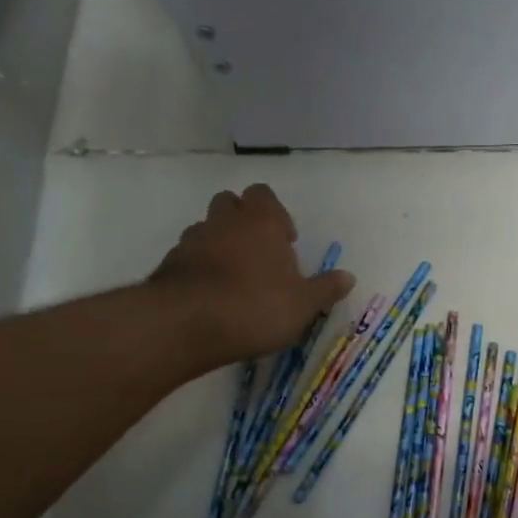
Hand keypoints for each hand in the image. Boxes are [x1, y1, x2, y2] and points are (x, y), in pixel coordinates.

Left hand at [148, 184, 353, 370]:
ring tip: (233, 277)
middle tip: (258, 252)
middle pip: (230, 202)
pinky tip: (210, 294)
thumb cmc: (256, 306)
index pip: (264, 194)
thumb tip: (349, 277)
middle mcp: (225, 221)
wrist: (188, 323)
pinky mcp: (169, 264)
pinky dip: (198, 267)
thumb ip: (325, 288)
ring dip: (219, 243)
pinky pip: (188, 256)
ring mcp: (193, 240)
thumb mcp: (303, 304)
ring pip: (206, 228)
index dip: (275, 214)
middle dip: (243, 220)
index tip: (285, 241)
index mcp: (261, 221)